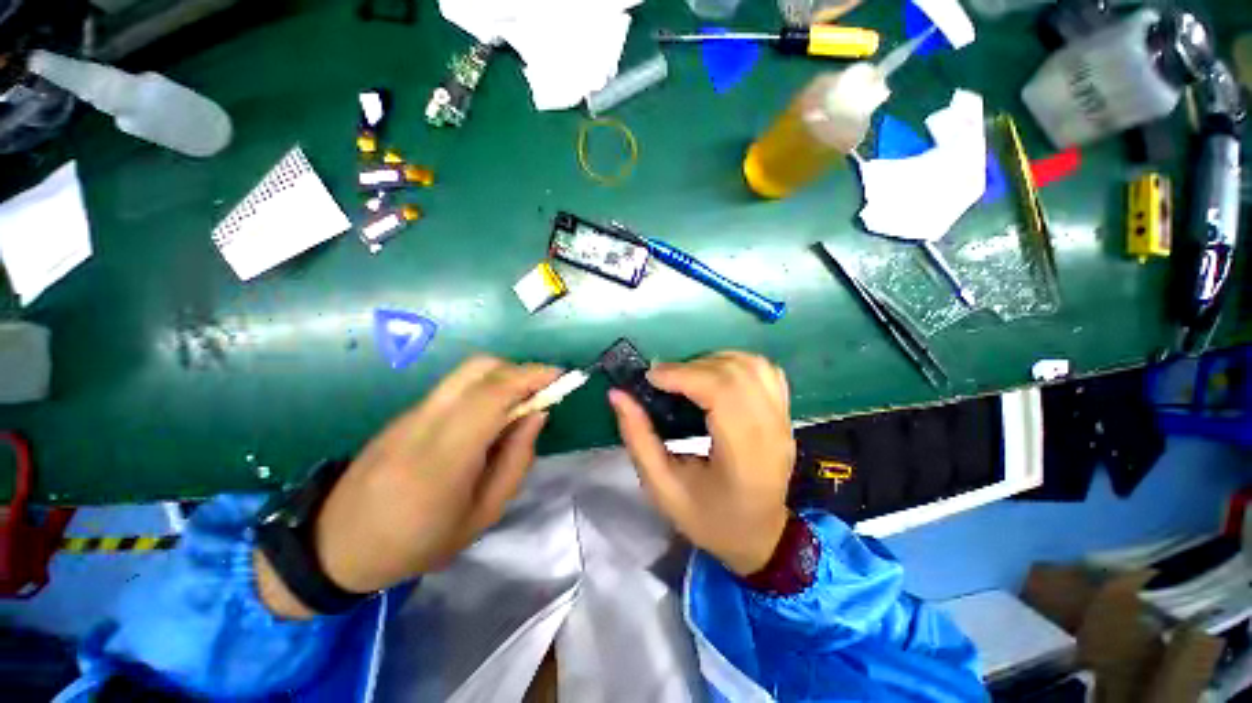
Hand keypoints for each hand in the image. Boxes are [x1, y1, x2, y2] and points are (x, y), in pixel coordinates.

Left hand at [258, 356, 559, 617]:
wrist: (337, 545)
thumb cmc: (418, 542)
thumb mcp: (483, 515)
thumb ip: (516, 460)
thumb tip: (537, 414)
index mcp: (446, 456)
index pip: (492, 395)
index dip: (530, 376)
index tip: (561, 376)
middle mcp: (426, 422)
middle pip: (478, 368)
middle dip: (519, 369)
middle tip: (541, 390)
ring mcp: (411, 413)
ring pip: (466, 372)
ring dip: (502, 376)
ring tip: (520, 401)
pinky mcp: (406, 413)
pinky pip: (455, 386)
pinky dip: (483, 386)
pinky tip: (490, 413)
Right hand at [608, 351, 794, 576]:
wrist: (760, 536)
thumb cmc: (709, 519)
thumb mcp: (662, 488)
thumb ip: (638, 438)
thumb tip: (617, 395)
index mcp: (745, 458)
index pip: (722, 393)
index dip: (684, 375)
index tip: (652, 377)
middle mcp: (771, 432)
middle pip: (736, 374)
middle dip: (693, 367)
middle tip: (663, 379)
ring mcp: (783, 420)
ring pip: (752, 366)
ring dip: (713, 361)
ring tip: (687, 377)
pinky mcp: (784, 413)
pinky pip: (764, 371)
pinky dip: (735, 363)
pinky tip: (714, 376)